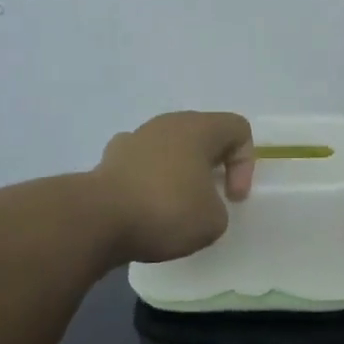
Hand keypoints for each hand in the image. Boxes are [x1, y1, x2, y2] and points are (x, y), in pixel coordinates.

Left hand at [92, 111, 254, 263]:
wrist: (98, 219)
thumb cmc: (166, 211)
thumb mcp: (213, 220)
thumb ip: (217, 207)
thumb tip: (196, 202)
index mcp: (199, 128)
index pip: (238, 129)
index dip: (245, 163)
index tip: (233, 197)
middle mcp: (167, 123)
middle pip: (202, 133)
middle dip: (212, 164)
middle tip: (211, 198)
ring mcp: (135, 137)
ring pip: (170, 146)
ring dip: (179, 170)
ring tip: (176, 205)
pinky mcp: (110, 158)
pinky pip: (141, 162)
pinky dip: (149, 179)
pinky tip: (144, 204)